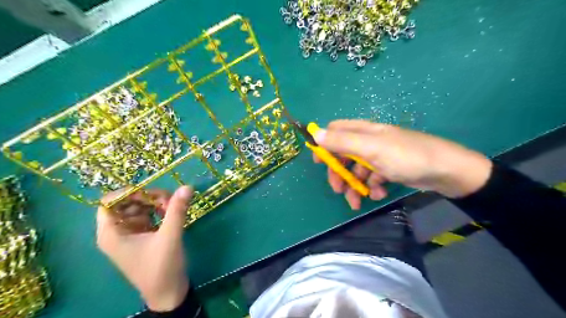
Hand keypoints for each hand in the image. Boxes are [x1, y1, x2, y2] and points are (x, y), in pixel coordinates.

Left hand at [95, 185, 193, 311]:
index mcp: (112, 233)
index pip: (109, 202)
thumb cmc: (162, 267)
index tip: (152, 193)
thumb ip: (177, 210)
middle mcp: (117, 232)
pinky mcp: (142, 236)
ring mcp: (130, 234)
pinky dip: (159, 211)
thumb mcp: (170, 237)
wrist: (168, 292)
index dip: (129, 193)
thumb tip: (187, 186)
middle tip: (169, 200)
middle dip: (148, 197)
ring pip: (138, 208)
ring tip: (173, 207)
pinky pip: (147, 216)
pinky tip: (171, 214)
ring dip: (155, 203)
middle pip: (127, 203)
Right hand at [312, 120, 493, 208]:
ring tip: (358, 201)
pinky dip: (372, 187)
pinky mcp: (388, 169)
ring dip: (355, 185)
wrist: (446, 172)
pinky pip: (372, 178)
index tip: (318, 162)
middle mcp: (369, 141)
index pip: (336, 131)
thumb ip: (342, 142)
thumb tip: (315, 134)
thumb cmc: (406, 157)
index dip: (324, 144)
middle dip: (339, 172)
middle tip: (337, 189)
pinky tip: (379, 194)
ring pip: (357, 170)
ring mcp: (379, 156)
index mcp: (363, 131)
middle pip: (343, 154)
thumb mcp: (371, 149)